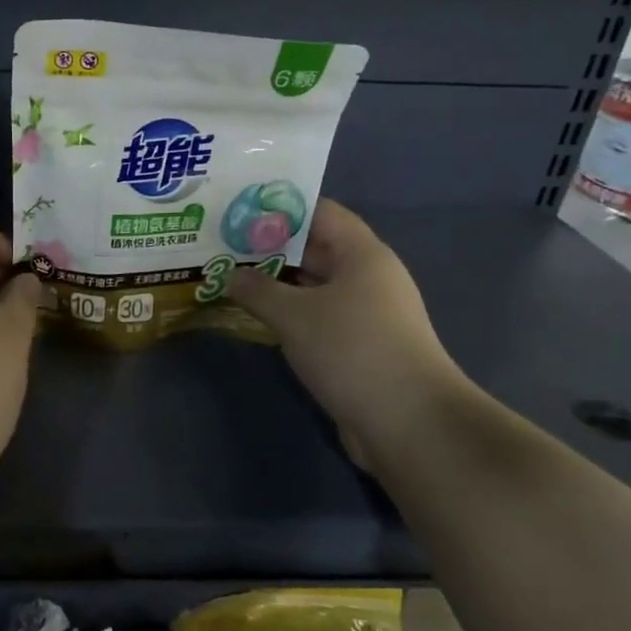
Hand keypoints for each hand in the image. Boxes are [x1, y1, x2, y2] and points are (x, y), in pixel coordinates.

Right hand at [227, 200, 472, 462]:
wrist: (409, 422)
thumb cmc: (352, 350)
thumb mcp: (294, 315)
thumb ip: (257, 289)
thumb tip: (230, 275)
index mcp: (361, 254)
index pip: (319, 212)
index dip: (279, 208)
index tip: (237, 209)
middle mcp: (367, 277)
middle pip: (314, 248)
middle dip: (269, 247)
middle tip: (221, 245)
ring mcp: (364, 313)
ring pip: (312, 286)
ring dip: (275, 283)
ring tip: (228, 277)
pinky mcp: (358, 346)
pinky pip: (316, 317)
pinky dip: (288, 314)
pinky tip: (254, 317)